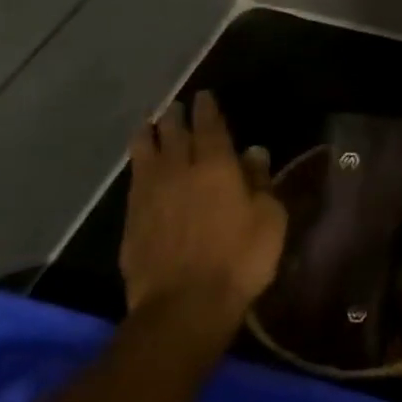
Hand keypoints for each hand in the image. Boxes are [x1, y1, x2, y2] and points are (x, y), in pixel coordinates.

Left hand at [120, 90, 286, 341]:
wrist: (184, 305)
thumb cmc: (240, 258)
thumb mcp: (269, 219)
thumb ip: (261, 182)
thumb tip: (254, 153)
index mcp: (216, 166)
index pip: (210, 126)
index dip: (207, 109)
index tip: (204, 96)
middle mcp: (179, 171)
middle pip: (173, 134)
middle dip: (175, 117)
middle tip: (176, 107)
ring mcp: (150, 194)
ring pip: (145, 153)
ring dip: (148, 135)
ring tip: (148, 125)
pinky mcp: (132, 219)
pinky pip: (134, 180)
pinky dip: (138, 164)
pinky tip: (141, 166)